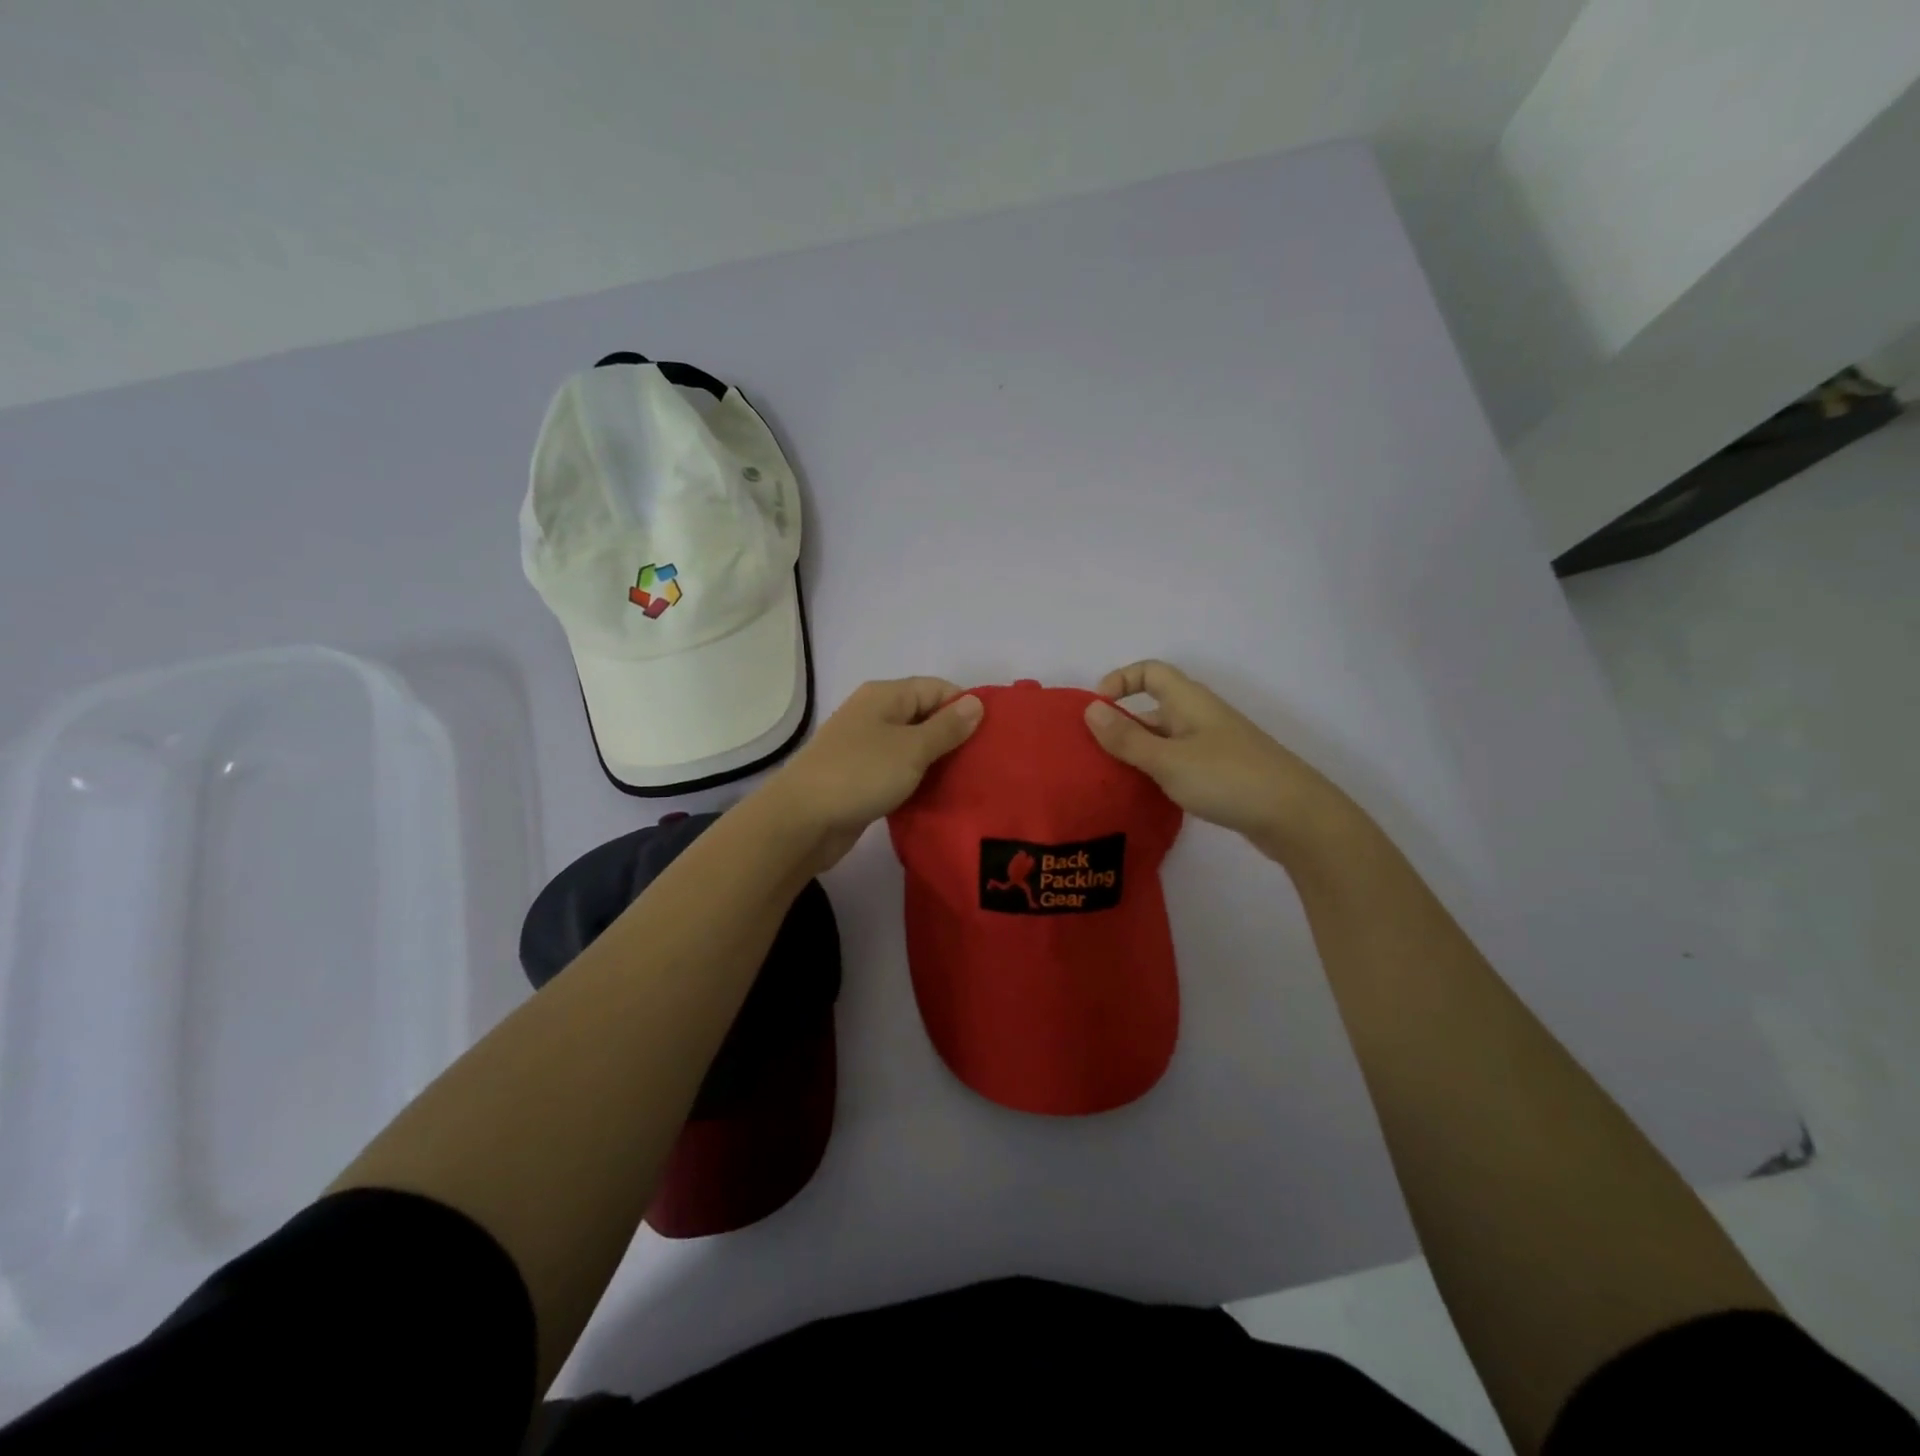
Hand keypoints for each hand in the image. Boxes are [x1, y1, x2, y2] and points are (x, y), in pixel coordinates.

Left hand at [763, 678, 983, 872]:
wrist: (802, 820)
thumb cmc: (861, 774)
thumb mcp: (912, 749)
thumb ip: (947, 727)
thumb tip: (977, 703)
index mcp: (885, 696)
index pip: (937, 688)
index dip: (966, 707)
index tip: (993, 736)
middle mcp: (874, 714)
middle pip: (925, 716)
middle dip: (955, 736)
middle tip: (986, 763)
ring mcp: (865, 746)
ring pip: (912, 746)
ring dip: (937, 762)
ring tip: (970, 781)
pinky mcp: (861, 777)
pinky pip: (898, 770)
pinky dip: (917, 780)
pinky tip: (938, 796)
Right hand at [1083, 660, 1356, 861]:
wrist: (1295, 816)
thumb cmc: (1227, 779)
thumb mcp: (1167, 760)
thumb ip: (1126, 738)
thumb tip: (1090, 709)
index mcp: (1190, 701)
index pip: (1150, 671)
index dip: (1120, 680)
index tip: (1096, 709)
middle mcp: (1201, 716)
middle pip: (1154, 708)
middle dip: (1122, 725)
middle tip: (1094, 754)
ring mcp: (1213, 745)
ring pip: (1165, 739)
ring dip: (1138, 753)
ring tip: (1111, 779)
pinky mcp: (1221, 773)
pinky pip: (1179, 762)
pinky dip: (1158, 772)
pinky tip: (1146, 796)